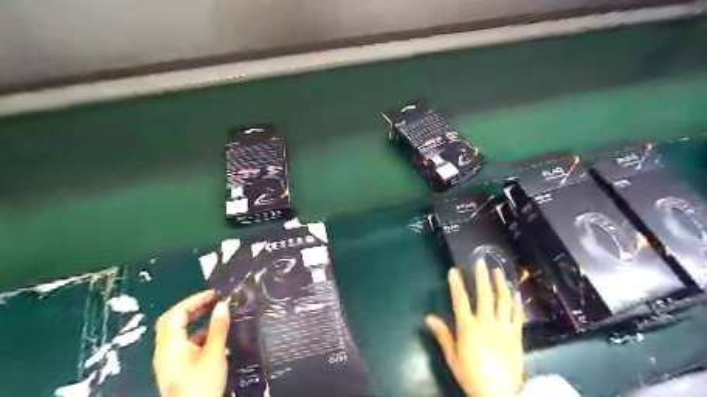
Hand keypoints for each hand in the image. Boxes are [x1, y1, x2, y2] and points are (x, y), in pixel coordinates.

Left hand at [155, 288, 232, 396]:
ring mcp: (169, 360)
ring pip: (177, 332)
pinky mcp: (176, 368)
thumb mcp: (214, 354)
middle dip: (192, 307)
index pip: (176, 313)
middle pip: (172, 321)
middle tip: (213, 301)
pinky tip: (214, 334)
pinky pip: (183, 343)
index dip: (195, 300)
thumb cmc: (202, 384)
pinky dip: (196, 332)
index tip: (214, 294)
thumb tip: (222, 305)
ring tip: (215, 313)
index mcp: (169, 346)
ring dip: (194, 319)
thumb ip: (218, 328)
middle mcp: (164, 351)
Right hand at [425, 263, 523, 396]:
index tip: (454, 270)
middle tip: (481, 261)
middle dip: (481, 276)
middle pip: (484, 295)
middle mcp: (486, 324)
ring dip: (501, 284)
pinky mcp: (516, 336)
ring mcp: (503, 329)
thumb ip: (442, 335)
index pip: (460, 301)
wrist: (499, 395)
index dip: (456, 284)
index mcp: (468, 328)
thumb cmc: (471, 376)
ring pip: (503, 301)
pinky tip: (516, 293)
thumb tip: (428, 317)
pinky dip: (517, 303)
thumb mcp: (452, 357)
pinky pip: (518, 316)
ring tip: (499, 270)